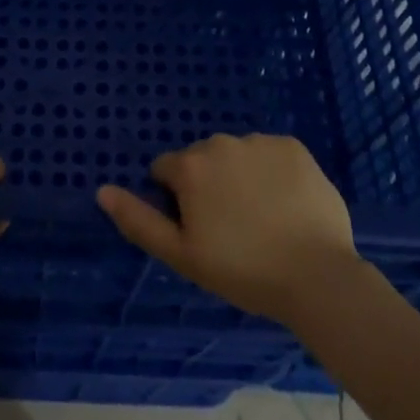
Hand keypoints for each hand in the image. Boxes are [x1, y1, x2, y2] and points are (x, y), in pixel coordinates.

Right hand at [96, 133, 370, 325]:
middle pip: (201, 160)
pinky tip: (285, 204)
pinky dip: (272, 172)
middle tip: (231, 228)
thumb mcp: (181, 255)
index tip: (199, 231)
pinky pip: (270, 154)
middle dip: (208, 185)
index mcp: (190, 166)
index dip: (176, 202)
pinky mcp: (294, 147)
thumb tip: (102, 190)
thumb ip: (138, 220)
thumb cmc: (242, 270)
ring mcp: (260, 141)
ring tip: (262, 219)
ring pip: (236, 156)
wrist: (318, 277)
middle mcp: (221, 142)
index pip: (166, 171)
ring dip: (239, 176)